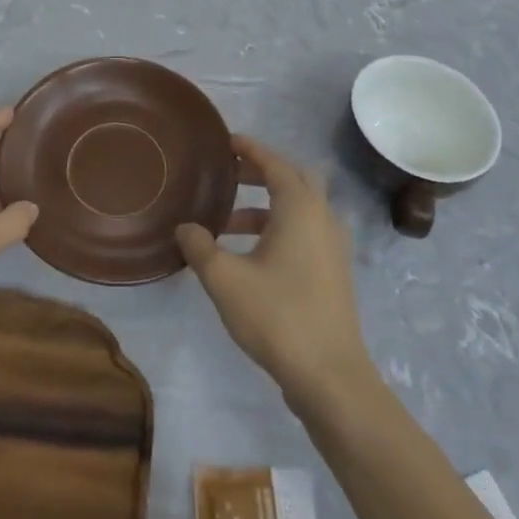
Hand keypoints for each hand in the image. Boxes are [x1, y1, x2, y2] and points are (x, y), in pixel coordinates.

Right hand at [177, 135, 376, 411]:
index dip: (250, 150)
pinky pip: (305, 233)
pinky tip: (249, 255)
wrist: (331, 377)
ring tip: (226, 224)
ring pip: (299, 209)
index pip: (274, 164)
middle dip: (261, 173)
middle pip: (293, 180)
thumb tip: (185, 227)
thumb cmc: (278, 316)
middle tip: (229, 176)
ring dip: (265, 207)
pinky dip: (278, 229)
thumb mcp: (225, 279)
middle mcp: (322, 218)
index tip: (227, 142)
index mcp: (300, 208)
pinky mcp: (333, 273)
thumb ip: (200, 247)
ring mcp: (333, 247)